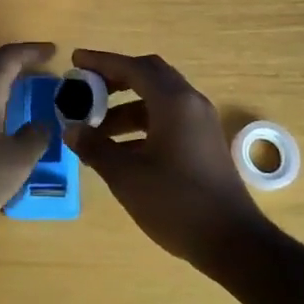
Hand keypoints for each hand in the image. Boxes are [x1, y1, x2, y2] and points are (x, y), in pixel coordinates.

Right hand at [63, 49, 266, 269]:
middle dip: (115, 79)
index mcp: (173, 101)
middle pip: (149, 76)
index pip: (133, 67)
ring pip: (158, 99)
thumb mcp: (126, 176)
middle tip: (86, 89)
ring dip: (126, 106)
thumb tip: (71, 129)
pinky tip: (121, 149)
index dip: (102, 62)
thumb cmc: (176, 202)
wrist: (233, 242)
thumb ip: (95, 147)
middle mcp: (190, 103)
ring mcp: (201, 123)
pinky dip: (142, 124)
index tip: (76, 61)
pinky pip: (168, 118)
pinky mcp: (204, 143)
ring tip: (95, 129)